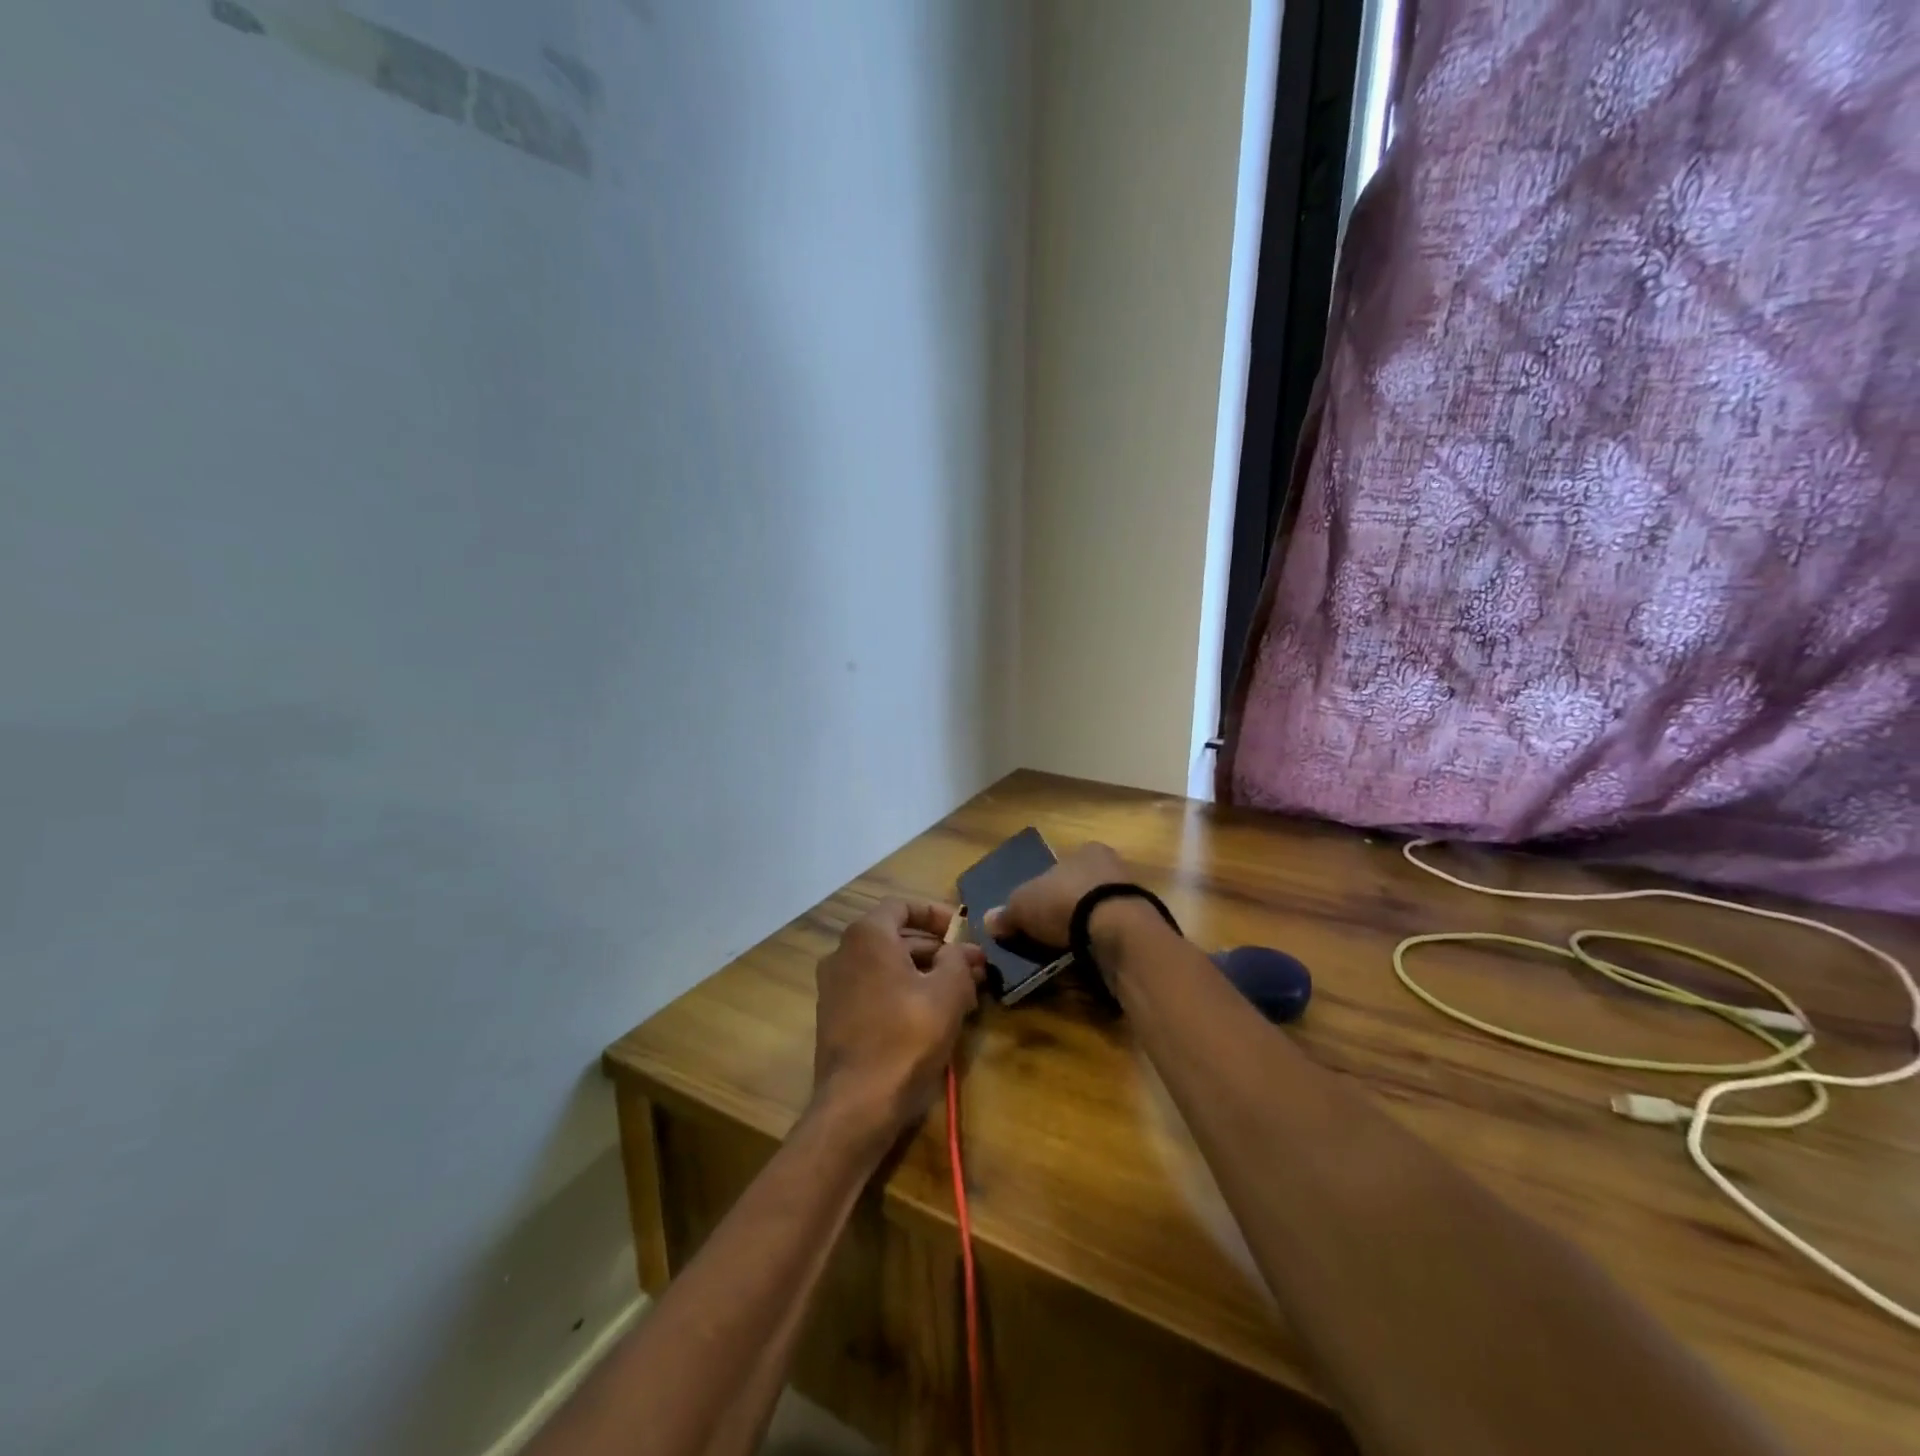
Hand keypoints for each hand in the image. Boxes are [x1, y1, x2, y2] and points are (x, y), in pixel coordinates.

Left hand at [812, 900, 985, 1139]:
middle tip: (973, 968)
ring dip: (925, 972)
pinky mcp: (835, 1018)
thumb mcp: (948, 993)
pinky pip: (875, 990)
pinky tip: (934, 1015)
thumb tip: (963, 951)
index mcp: (867, 936)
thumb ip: (959, 960)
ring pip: (887, 966)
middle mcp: (843, 953)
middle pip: (896, 937)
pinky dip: (904, 992)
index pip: (903, 906)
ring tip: (963, 993)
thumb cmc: (905, 1038)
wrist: (857, 1106)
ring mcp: (834, 987)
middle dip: (938, 949)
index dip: (937, 914)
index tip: (964, 932)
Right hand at [982, 841, 1129, 947]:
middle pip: (1081, 888)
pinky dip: (1099, 944)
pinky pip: (1113, 933)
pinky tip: (1087, 959)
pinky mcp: (1142, 925)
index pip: (1061, 866)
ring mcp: (1131, 896)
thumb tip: (989, 920)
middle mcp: (1112, 866)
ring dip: (1084, 929)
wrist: (1117, 930)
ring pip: (1099, 912)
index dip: (1045, 887)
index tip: (1036, 910)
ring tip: (1065, 952)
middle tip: (1047, 933)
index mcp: (1086, 851)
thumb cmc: (1066, 902)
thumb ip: (1006, 912)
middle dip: (1065, 909)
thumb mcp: (1023, 905)